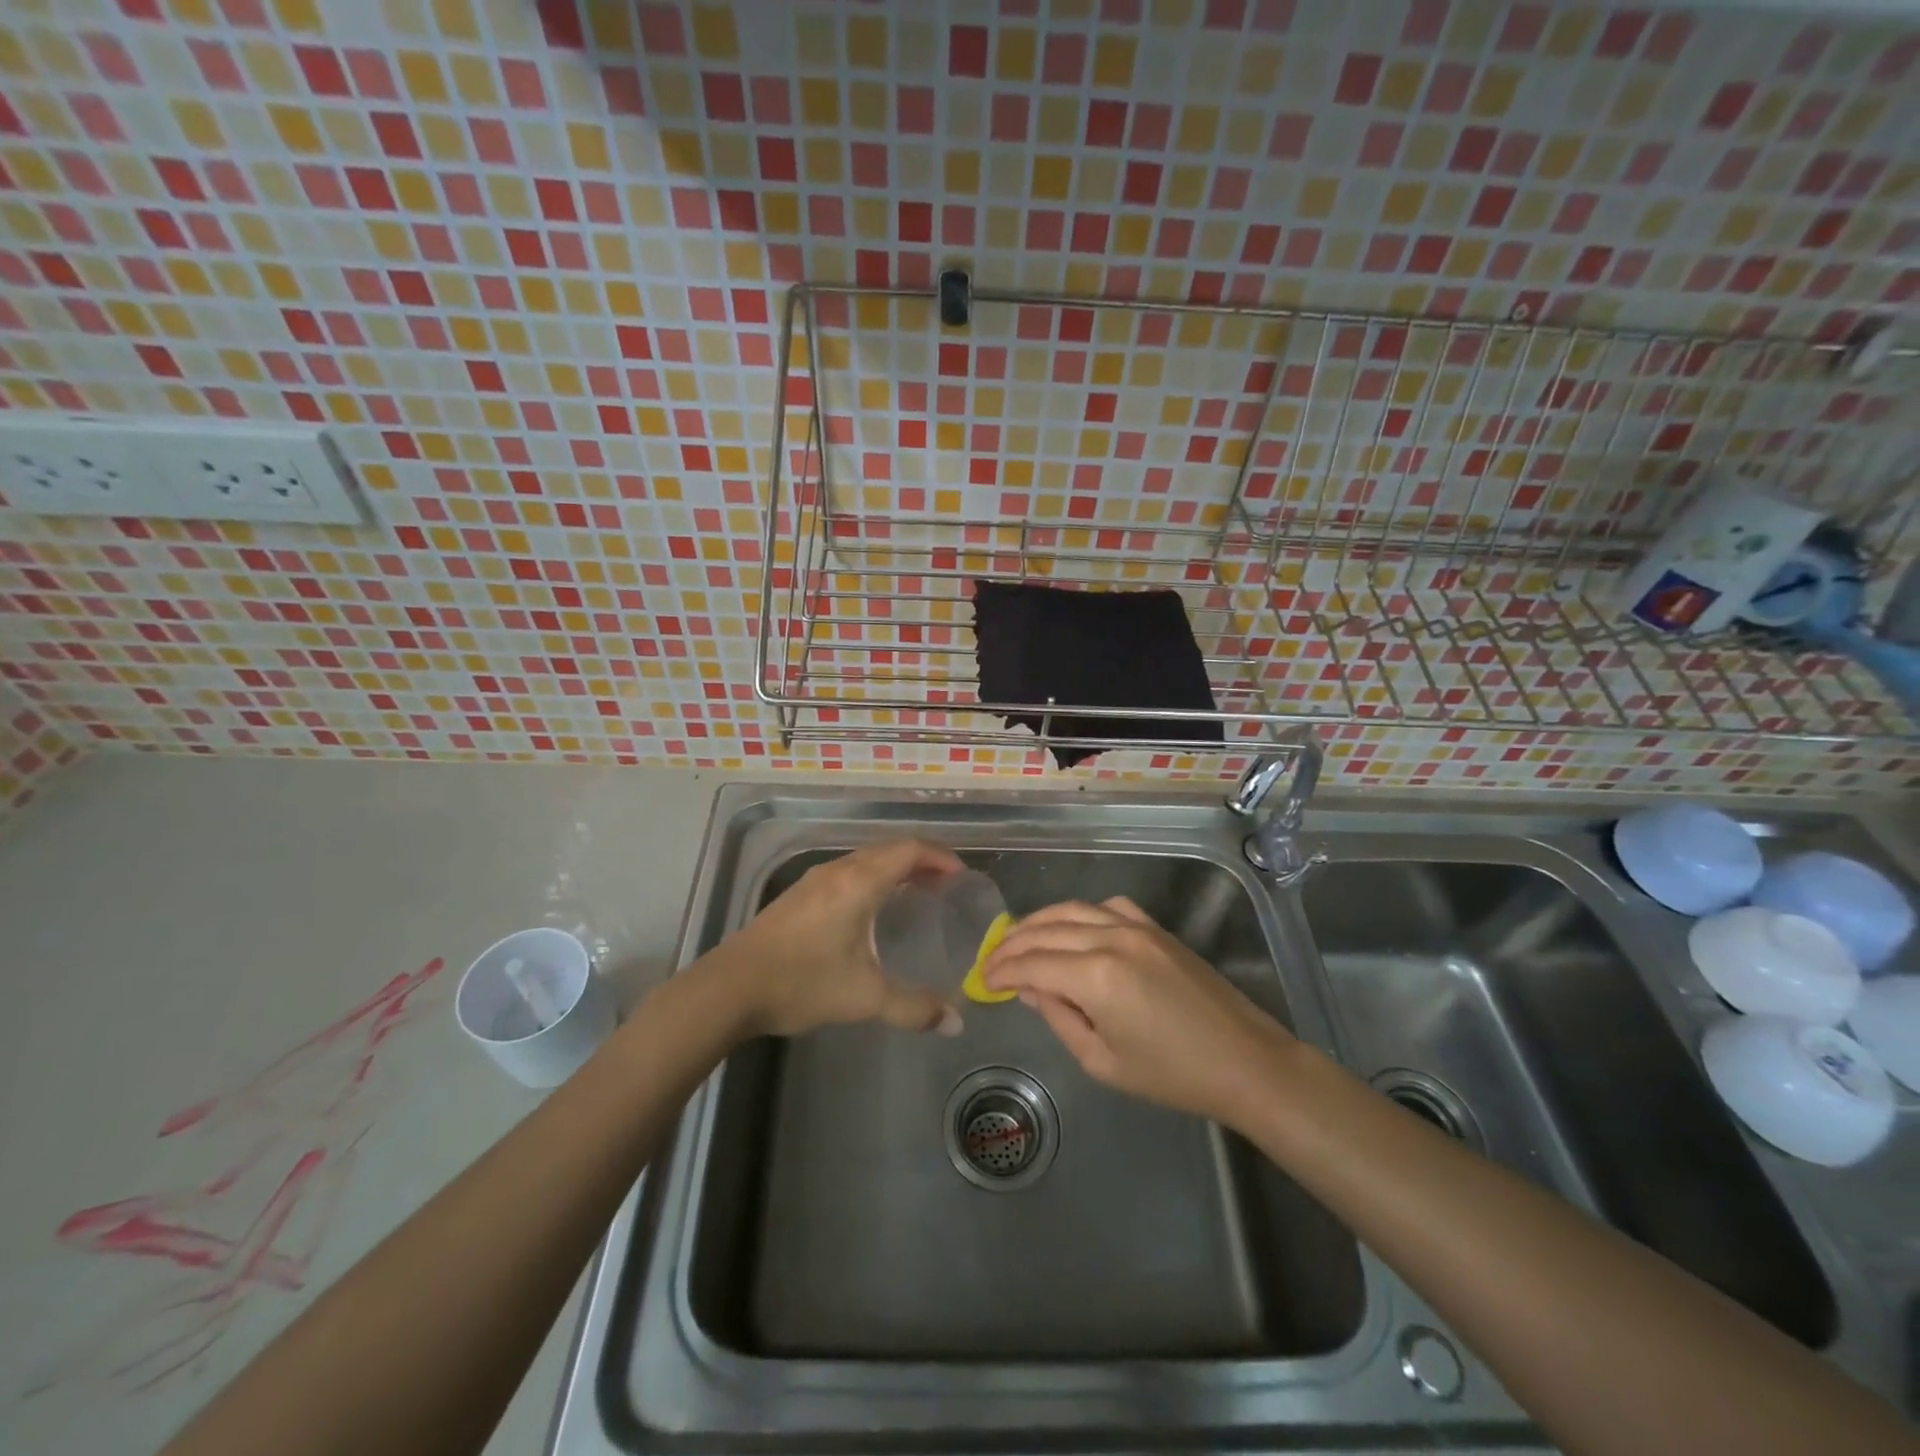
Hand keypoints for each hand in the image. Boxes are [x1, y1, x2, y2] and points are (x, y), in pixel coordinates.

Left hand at [715, 839, 967, 1038]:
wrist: (730, 988)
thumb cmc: (802, 982)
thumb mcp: (864, 998)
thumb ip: (914, 1008)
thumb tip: (955, 1024)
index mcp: (859, 882)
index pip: (910, 850)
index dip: (940, 857)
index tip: (961, 877)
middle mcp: (838, 870)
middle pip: (889, 849)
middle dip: (922, 861)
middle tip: (946, 887)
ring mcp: (814, 880)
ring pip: (866, 859)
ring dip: (895, 868)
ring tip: (916, 894)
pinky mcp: (799, 895)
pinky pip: (849, 871)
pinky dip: (873, 878)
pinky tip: (872, 910)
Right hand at [982, 896, 1291, 1124]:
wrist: (1244, 1060)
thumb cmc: (1171, 1074)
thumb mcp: (1102, 1061)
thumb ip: (1059, 1017)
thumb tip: (1030, 988)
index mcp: (1096, 976)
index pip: (1032, 964)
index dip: (1003, 970)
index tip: (983, 980)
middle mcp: (1111, 939)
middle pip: (1046, 930)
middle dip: (1013, 944)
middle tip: (992, 959)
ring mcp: (1136, 927)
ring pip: (1073, 910)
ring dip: (1040, 921)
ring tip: (1018, 938)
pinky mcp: (1155, 927)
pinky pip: (1107, 907)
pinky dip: (1080, 913)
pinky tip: (1071, 928)